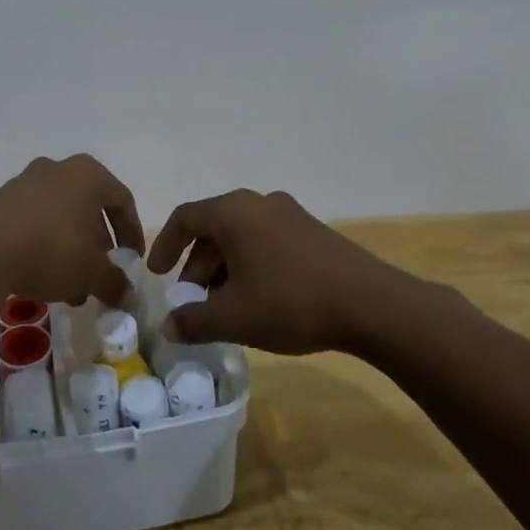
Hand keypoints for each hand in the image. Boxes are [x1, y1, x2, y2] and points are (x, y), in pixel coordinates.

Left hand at [0, 154, 145, 308]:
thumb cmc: (53, 249)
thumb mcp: (92, 272)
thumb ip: (115, 283)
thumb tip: (130, 298)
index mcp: (88, 175)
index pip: (122, 200)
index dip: (132, 232)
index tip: (132, 260)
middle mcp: (58, 170)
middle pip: (88, 209)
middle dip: (97, 247)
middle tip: (100, 276)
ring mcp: (25, 183)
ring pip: (60, 218)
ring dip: (70, 251)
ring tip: (70, 289)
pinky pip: (33, 223)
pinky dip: (44, 247)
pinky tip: (41, 279)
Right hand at [145, 189, 409, 353]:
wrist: (372, 305)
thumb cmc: (290, 302)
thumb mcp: (233, 318)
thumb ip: (192, 322)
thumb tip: (168, 326)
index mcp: (234, 212)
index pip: (185, 218)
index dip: (165, 246)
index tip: (157, 275)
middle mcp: (260, 203)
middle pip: (214, 229)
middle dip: (197, 266)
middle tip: (193, 303)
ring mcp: (290, 215)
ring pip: (242, 237)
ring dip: (224, 269)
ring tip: (225, 308)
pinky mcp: (313, 232)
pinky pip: (267, 242)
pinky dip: (251, 266)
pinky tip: (259, 301)